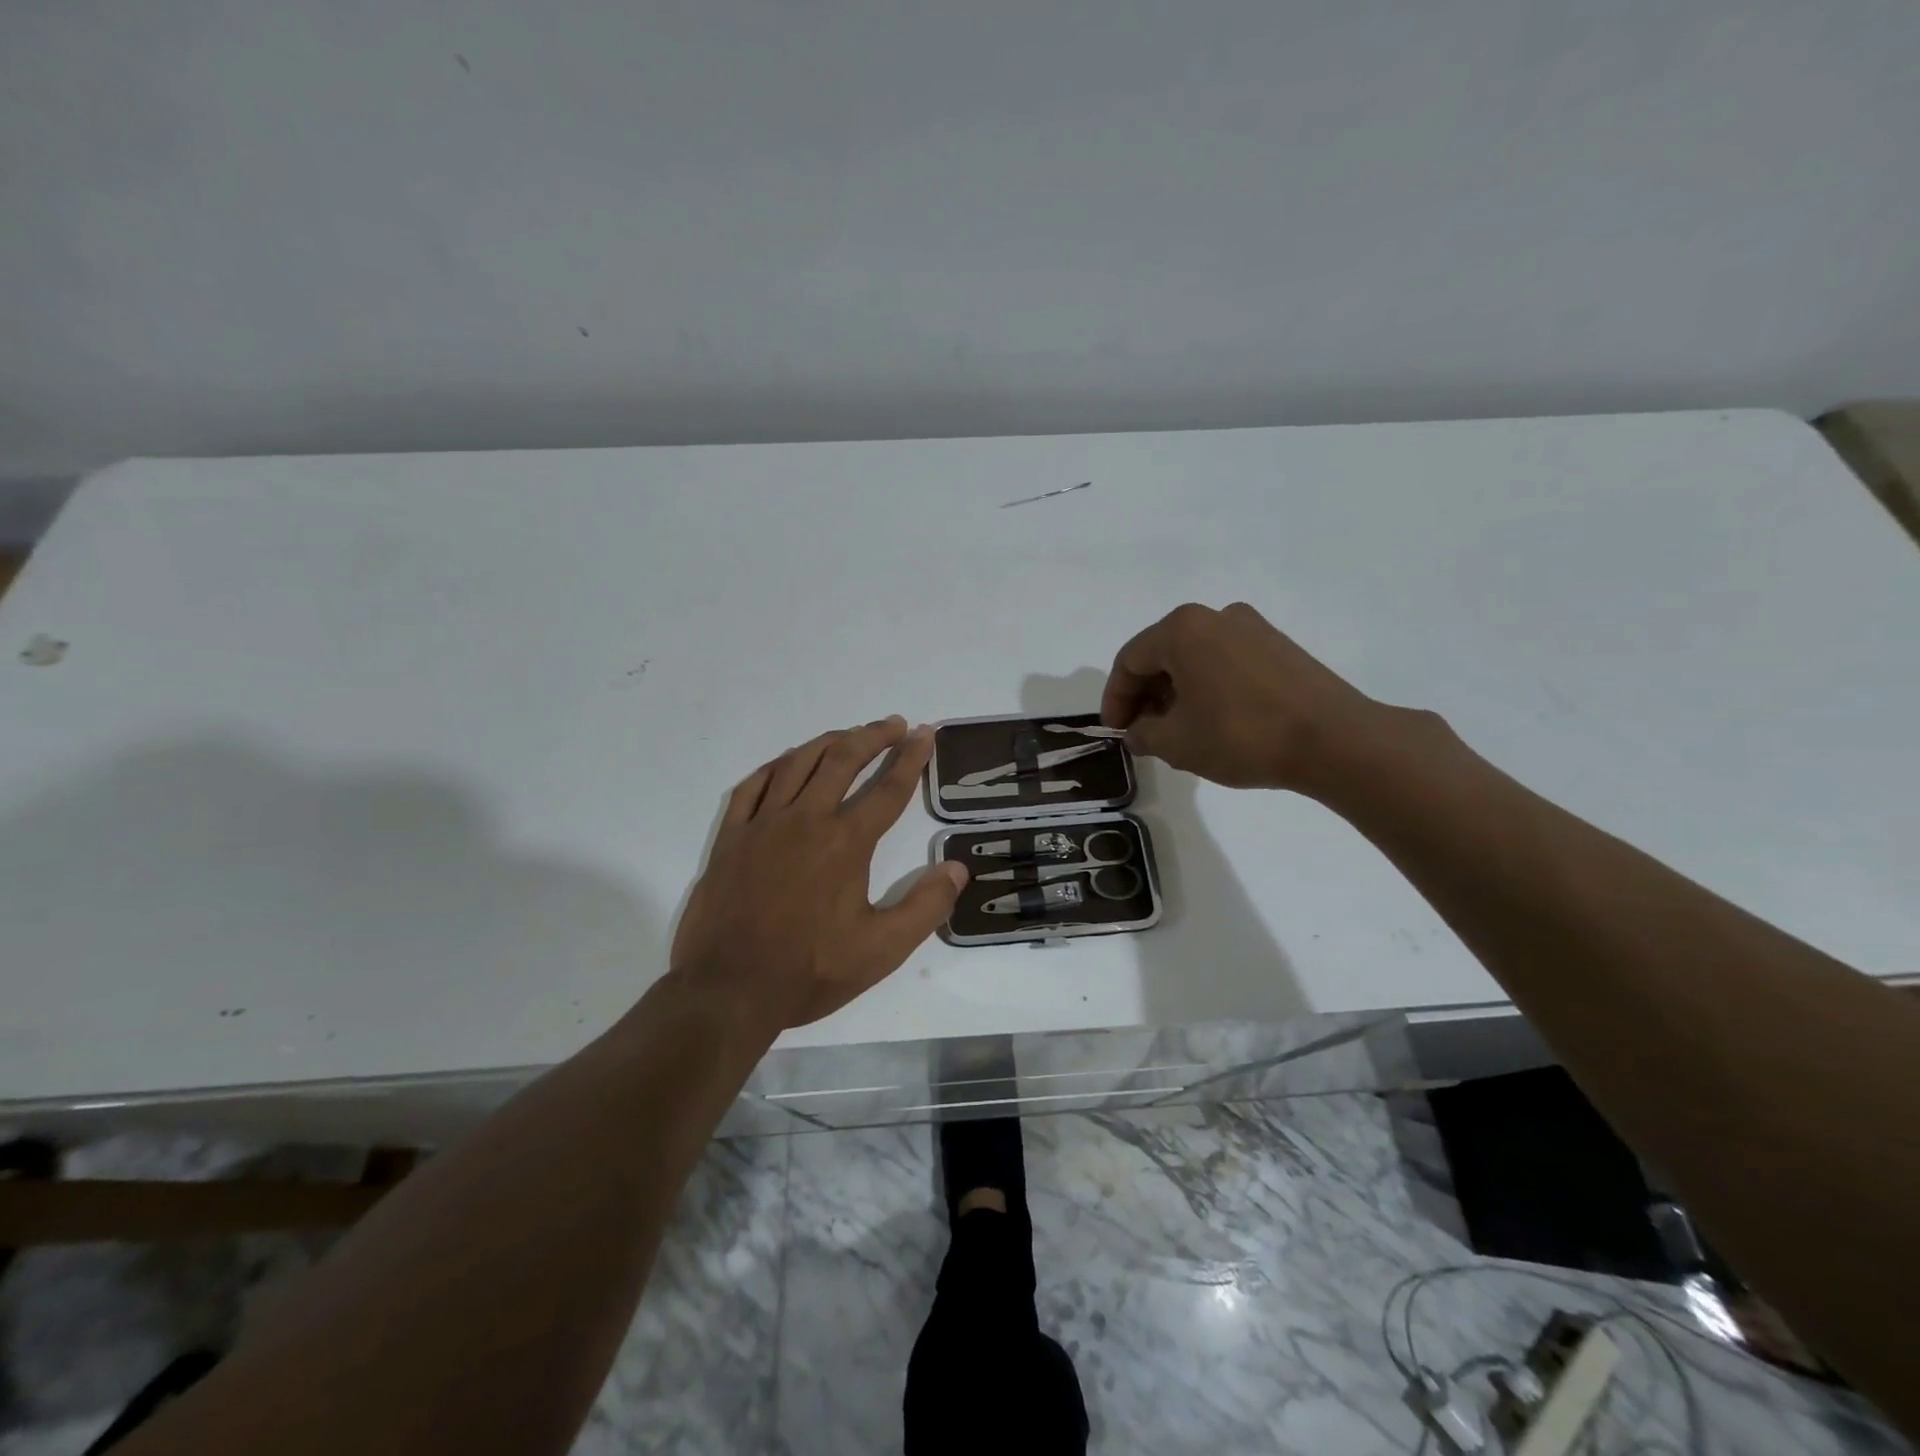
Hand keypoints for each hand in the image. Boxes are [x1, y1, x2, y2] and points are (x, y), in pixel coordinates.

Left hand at [668, 716, 966, 1037]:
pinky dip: (775, 767)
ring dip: (828, 742)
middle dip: (873, 736)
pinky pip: (752, 786)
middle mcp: (805, 820)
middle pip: (843, 760)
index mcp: (845, 843)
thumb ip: (925, 907)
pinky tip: (786, 764)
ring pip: (797, 764)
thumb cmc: (809, 972)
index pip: (888, 789)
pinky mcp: (731, 838)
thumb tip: (956, 868)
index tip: (925, 734)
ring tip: (849, 735)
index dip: (911, 758)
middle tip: (894, 725)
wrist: (728, 990)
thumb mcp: (881, 950)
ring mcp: (762, 825)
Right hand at [1100, 602, 1381, 790]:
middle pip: (1162, 654)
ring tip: (1177, 732)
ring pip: (1195, 658)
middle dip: (1146, 695)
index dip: (1115, 699)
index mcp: (1182, 629)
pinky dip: (1208, 687)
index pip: (1129, 661)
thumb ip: (1143, 734)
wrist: (1334, 740)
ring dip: (1176, 693)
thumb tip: (1138, 732)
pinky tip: (1212, 721)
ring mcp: (1252, 628)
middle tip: (1143, 733)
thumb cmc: (1241, 735)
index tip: (1115, 732)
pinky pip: (1225, 662)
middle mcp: (1215, 616)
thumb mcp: (1177, 743)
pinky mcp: (1279, 646)